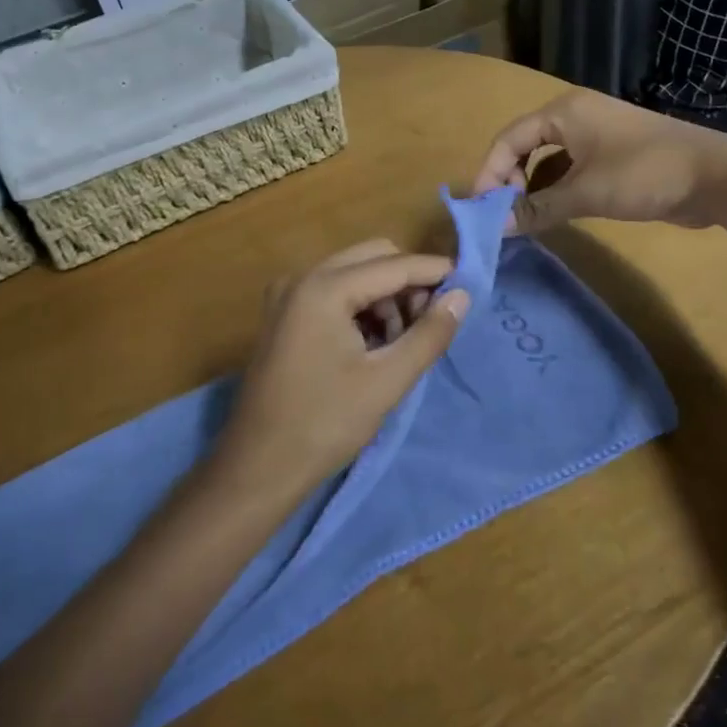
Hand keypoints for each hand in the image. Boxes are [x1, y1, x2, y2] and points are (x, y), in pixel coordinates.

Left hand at [215, 240, 469, 498]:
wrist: (257, 468)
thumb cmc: (324, 424)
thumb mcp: (387, 381)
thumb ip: (429, 334)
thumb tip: (462, 296)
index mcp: (323, 288)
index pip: (394, 265)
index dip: (435, 272)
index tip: (470, 285)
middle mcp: (302, 277)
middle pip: (372, 258)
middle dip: (408, 283)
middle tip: (431, 323)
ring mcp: (287, 294)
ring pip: (354, 274)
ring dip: (385, 298)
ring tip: (400, 344)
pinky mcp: (283, 315)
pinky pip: (333, 292)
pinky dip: (361, 308)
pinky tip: (373, 346)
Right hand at [472, 89, 726, 234]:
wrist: (715, 176)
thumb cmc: (644, 174)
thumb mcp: (585, 193)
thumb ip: (537, 208)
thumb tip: (496, 227)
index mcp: (564, 112)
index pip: (508, 138)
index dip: (489, 172)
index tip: (481, 207)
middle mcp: (575, 117)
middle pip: (524, 146)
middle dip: (509, 179)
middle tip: (504, 214)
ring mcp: (595, 135)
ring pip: (547, 159)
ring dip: (532, 187)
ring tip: (522, 219)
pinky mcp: (612, 156)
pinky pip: (569, 169)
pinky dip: (555, 189)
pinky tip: (551, 214)